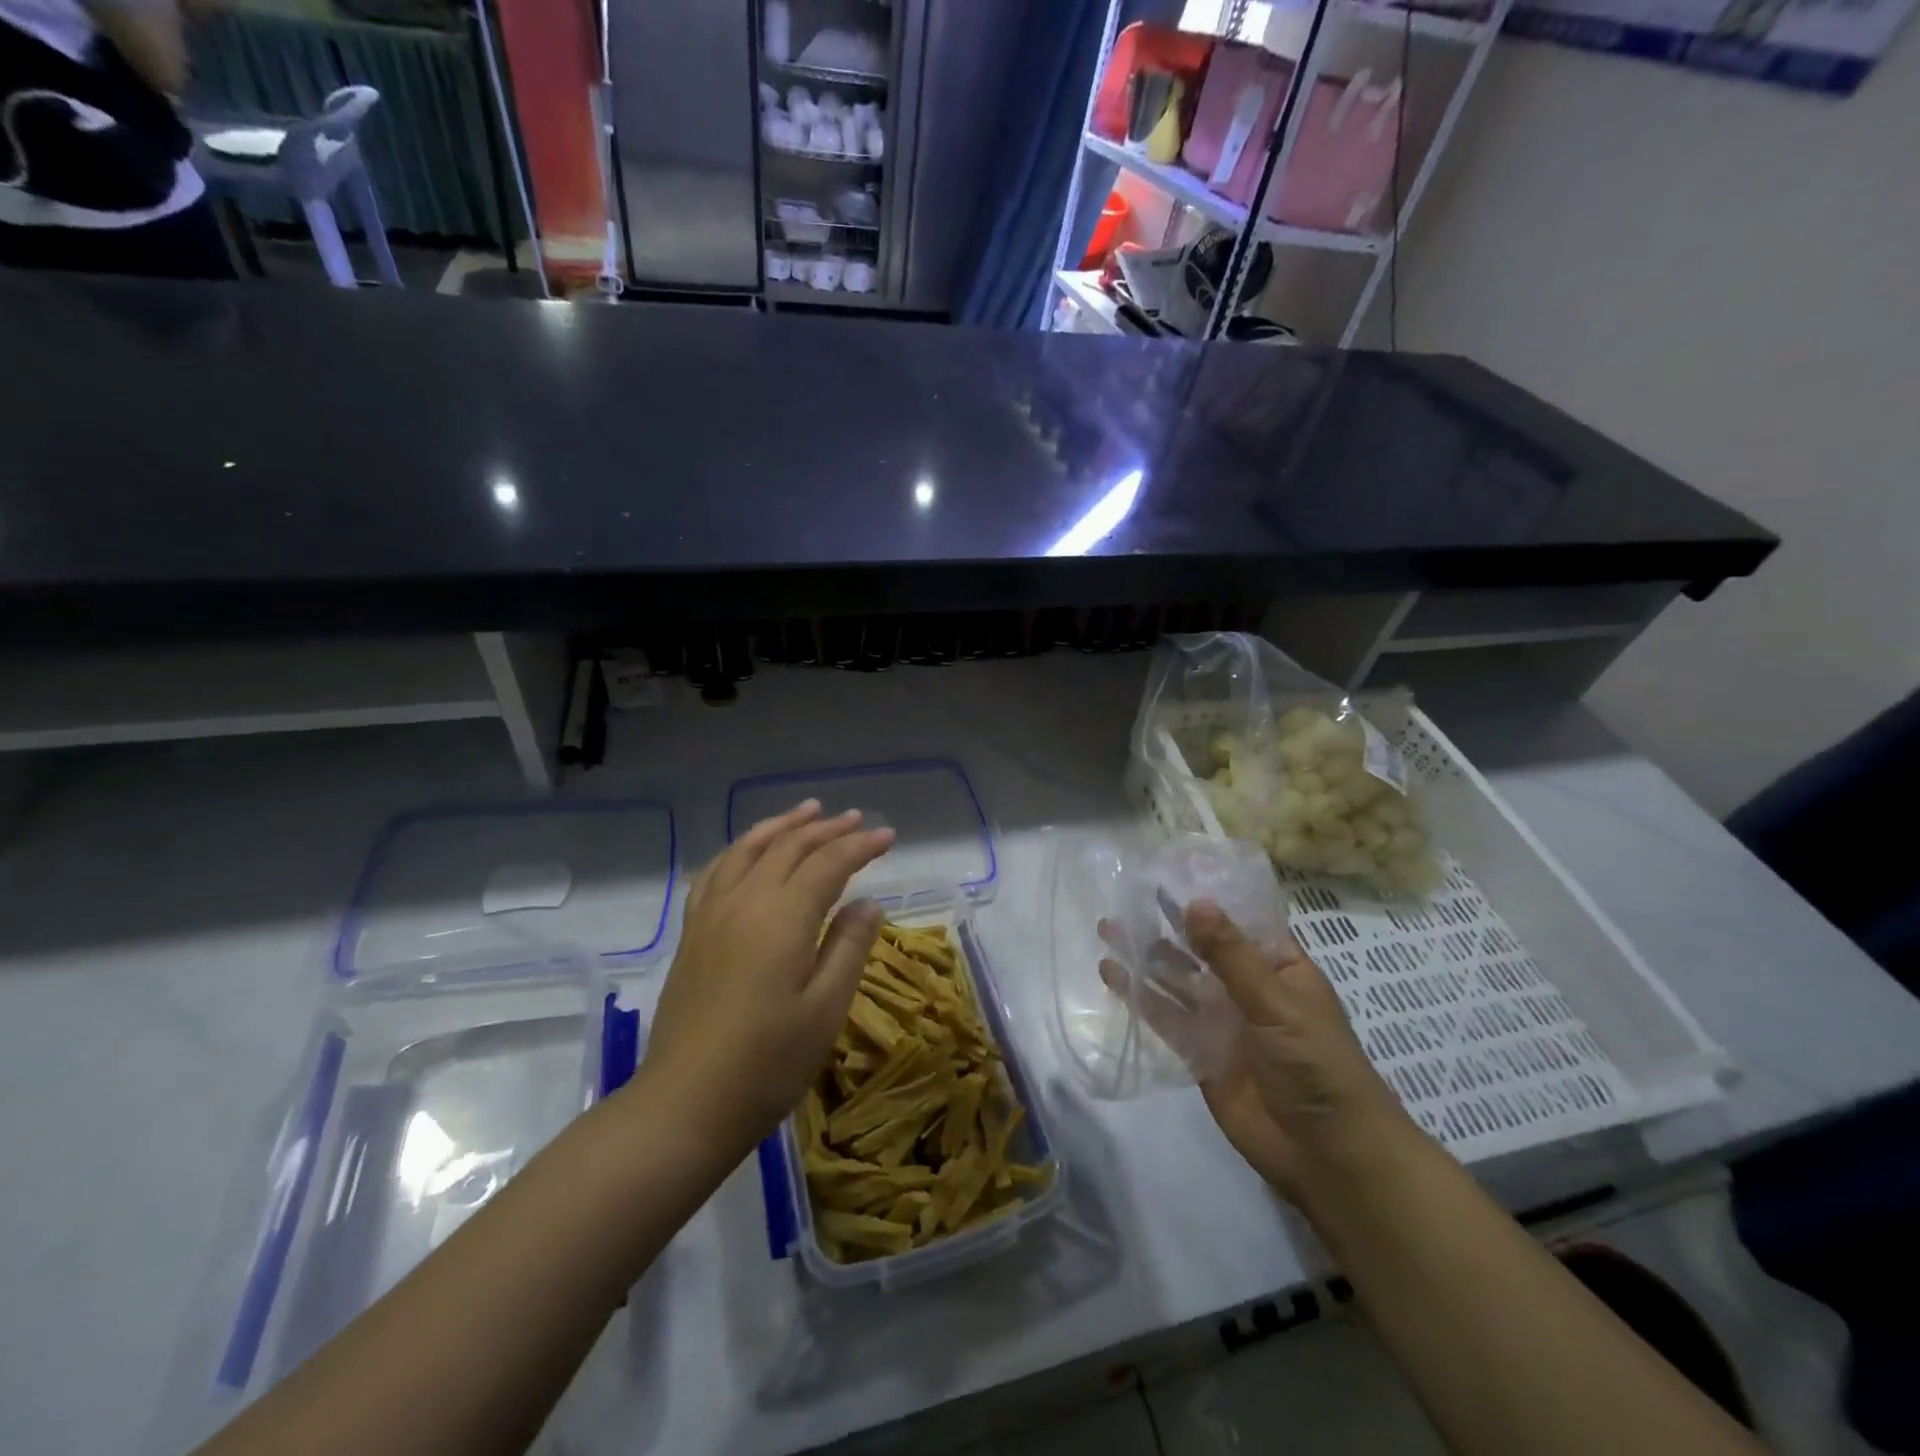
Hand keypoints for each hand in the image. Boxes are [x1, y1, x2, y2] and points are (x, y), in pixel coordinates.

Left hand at [637, 800, 894, 1158]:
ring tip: (807, 811)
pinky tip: (749, 850)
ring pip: (749, 849)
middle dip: (827, 829)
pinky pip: (717, 871)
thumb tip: (867, 902)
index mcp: (783, 918)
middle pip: (789, 848)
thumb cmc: (768, 1063)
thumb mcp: (825, 1009)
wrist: (685, 1104)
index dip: (860, 846)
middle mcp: (745, 901)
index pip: (829, 863)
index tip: (888, 836)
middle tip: (856, 818)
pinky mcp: (693, 932)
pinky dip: (740, 848)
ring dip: (782, 826)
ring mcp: (712, 914)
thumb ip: (849, 947)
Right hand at [1105, 900, 1414, 1201]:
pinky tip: (1112, 975)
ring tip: (1108, 928)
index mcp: (1277, 967)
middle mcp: (1246, 987)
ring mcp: (1221, 1020)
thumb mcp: (1277, 1004)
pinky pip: (1165, 1017)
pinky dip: (1139, 996)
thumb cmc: (1318, 1067)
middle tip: (1124, 897)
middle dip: (1165, 925)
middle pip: (1200, 948)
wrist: (1327, 1156)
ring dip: (1146, 956)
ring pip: (1176, 979)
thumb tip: (1195, 903)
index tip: (1164, 873)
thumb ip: (1232, 957)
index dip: (1205, 897)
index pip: (1238, 921)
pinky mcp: (1199, 1052)